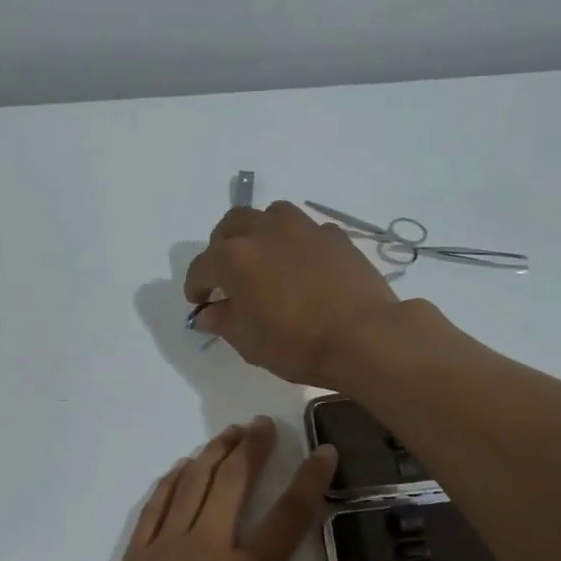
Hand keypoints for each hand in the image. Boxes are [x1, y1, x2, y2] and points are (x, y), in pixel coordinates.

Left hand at [80, 417, 366, 560]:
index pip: (290, 512)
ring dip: (214, 453)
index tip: (323, 451)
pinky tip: (182, 467)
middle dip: (253, 447)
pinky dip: (172, 480)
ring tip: (229, 433)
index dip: (310, 478)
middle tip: (264, 424)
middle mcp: (209, 546)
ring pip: (193, 483)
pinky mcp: (136, 557)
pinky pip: (156, 505)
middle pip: (234, 480)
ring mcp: (167, 547)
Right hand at [184, 201, 400, 386]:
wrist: (364, 336)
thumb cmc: (297, 344)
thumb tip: (208, 312)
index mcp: (234, 257)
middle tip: (227, 273)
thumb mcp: (249, 342)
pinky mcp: (335, 235)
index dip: (196, 285)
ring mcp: (303, 228)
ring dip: (260, 233)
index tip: (199, 301)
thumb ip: (223, 321)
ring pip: (270, 216)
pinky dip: (296, 243)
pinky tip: (303, 265)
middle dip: (222, 246)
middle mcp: (264, 231)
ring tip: (265, 258)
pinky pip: (306, 230)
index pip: (202, 266)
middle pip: (232, 225)